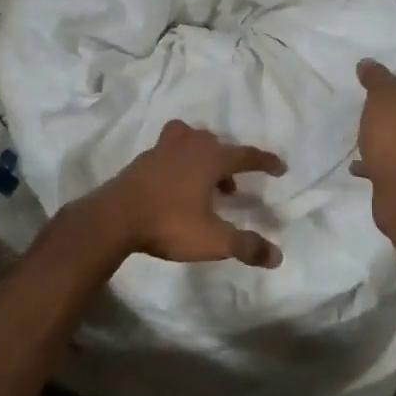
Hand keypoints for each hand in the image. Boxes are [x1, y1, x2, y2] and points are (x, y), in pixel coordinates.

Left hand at [70, 120, 287, 267]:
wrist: (115, 217)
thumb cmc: (169, 223)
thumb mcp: (213, 240)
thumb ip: (246, 246)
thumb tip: (277, 256)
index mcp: (211, 159)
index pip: (246, 155)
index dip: (265, 161)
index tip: (280, 167)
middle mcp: (190, 146)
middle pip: (216, 143)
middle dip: (228, 162)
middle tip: (232, 188)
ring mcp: (163, 149)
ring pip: (190, 139)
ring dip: (202, 156)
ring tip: (203, 183)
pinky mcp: (143, 159)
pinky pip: (169, 150)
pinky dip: (179, 160)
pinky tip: (175, 185)